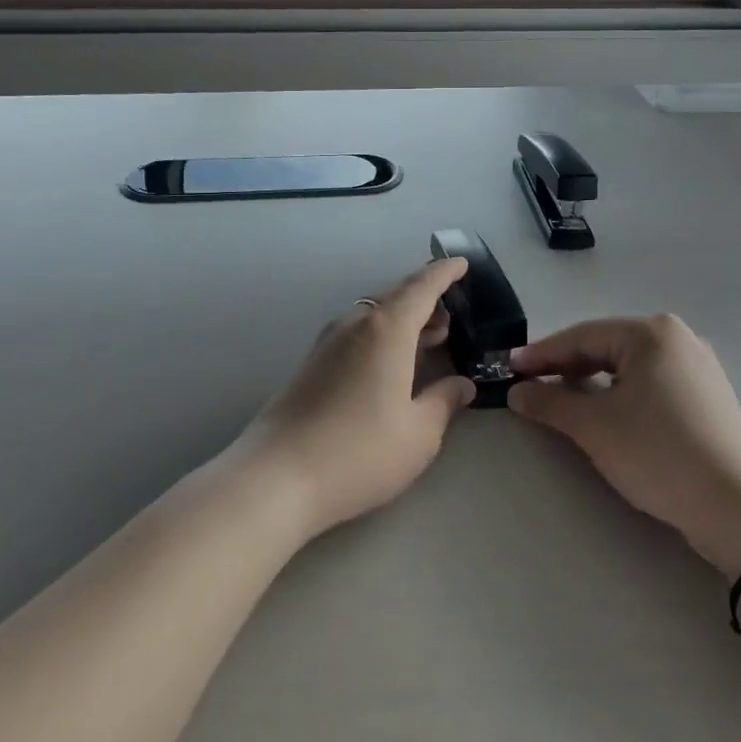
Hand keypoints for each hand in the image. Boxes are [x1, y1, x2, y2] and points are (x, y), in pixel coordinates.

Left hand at [237, 259, 475, 538]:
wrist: (277, 477)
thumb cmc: (359, 452)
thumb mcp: (418, 434)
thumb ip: (444, 401)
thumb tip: (462, 385)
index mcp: (387, 329)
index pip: (421, 287)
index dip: (444, 273)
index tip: (462, 264)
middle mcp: (356, 323)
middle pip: (396, 297)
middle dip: (426, 300)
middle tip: (451, 317)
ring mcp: (328, 341)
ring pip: (374, 315)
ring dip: (403, 320)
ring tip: (428, 339)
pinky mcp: (312, 362)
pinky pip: (357, 332)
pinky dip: (381, 335)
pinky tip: (391, 364)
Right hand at [509, 315, 740, 575]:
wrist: (736, 507)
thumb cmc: (658, 453)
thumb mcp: (594, 427)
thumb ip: (550, 402)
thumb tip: (516, 391)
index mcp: (651, 333)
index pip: (582, 337)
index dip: (541, 354)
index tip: (509, 367)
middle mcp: (677, 338)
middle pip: (606, 347)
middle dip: (566, 367)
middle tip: (530, 384)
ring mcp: (696, 366)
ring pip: (628, 367)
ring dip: (592, 382)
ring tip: (561, 399)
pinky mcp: (706, 396)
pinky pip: (650, 384)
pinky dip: (620, 394)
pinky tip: (604, 413)